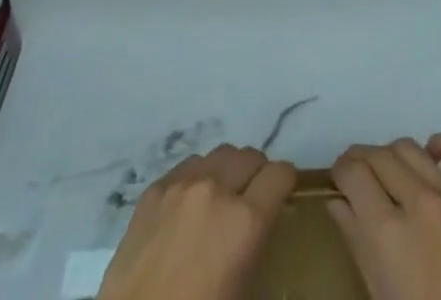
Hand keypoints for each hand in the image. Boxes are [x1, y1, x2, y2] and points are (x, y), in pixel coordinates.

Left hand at [97, 143, 295, 299]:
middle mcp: (216, 189)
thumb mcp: (243, 290)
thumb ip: (256, 244)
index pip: (280, 174)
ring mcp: (182, 183)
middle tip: (252, 199)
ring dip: (227, 171)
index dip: (285, 183)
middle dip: (257, 174)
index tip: (283, 195)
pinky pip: (188, 165)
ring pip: (219, 154)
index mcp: (245, 221)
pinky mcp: (155, 188)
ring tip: (220, 199)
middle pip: (250, 155)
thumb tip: (261, 223)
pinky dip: (197, 177)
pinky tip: (189, 205)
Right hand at [329, 135, 440, 299]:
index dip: (340, 173)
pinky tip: (431, 157)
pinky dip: (439, 145)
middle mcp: (418, 202)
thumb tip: (339, 204)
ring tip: (392, 176)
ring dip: (393, 156)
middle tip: (359, 179)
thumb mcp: (384, 299)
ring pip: (409, 147)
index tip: (339, 182)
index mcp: (388, 234)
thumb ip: (359, 246)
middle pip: (378, 155)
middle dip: (361, 162)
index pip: (352, 173)